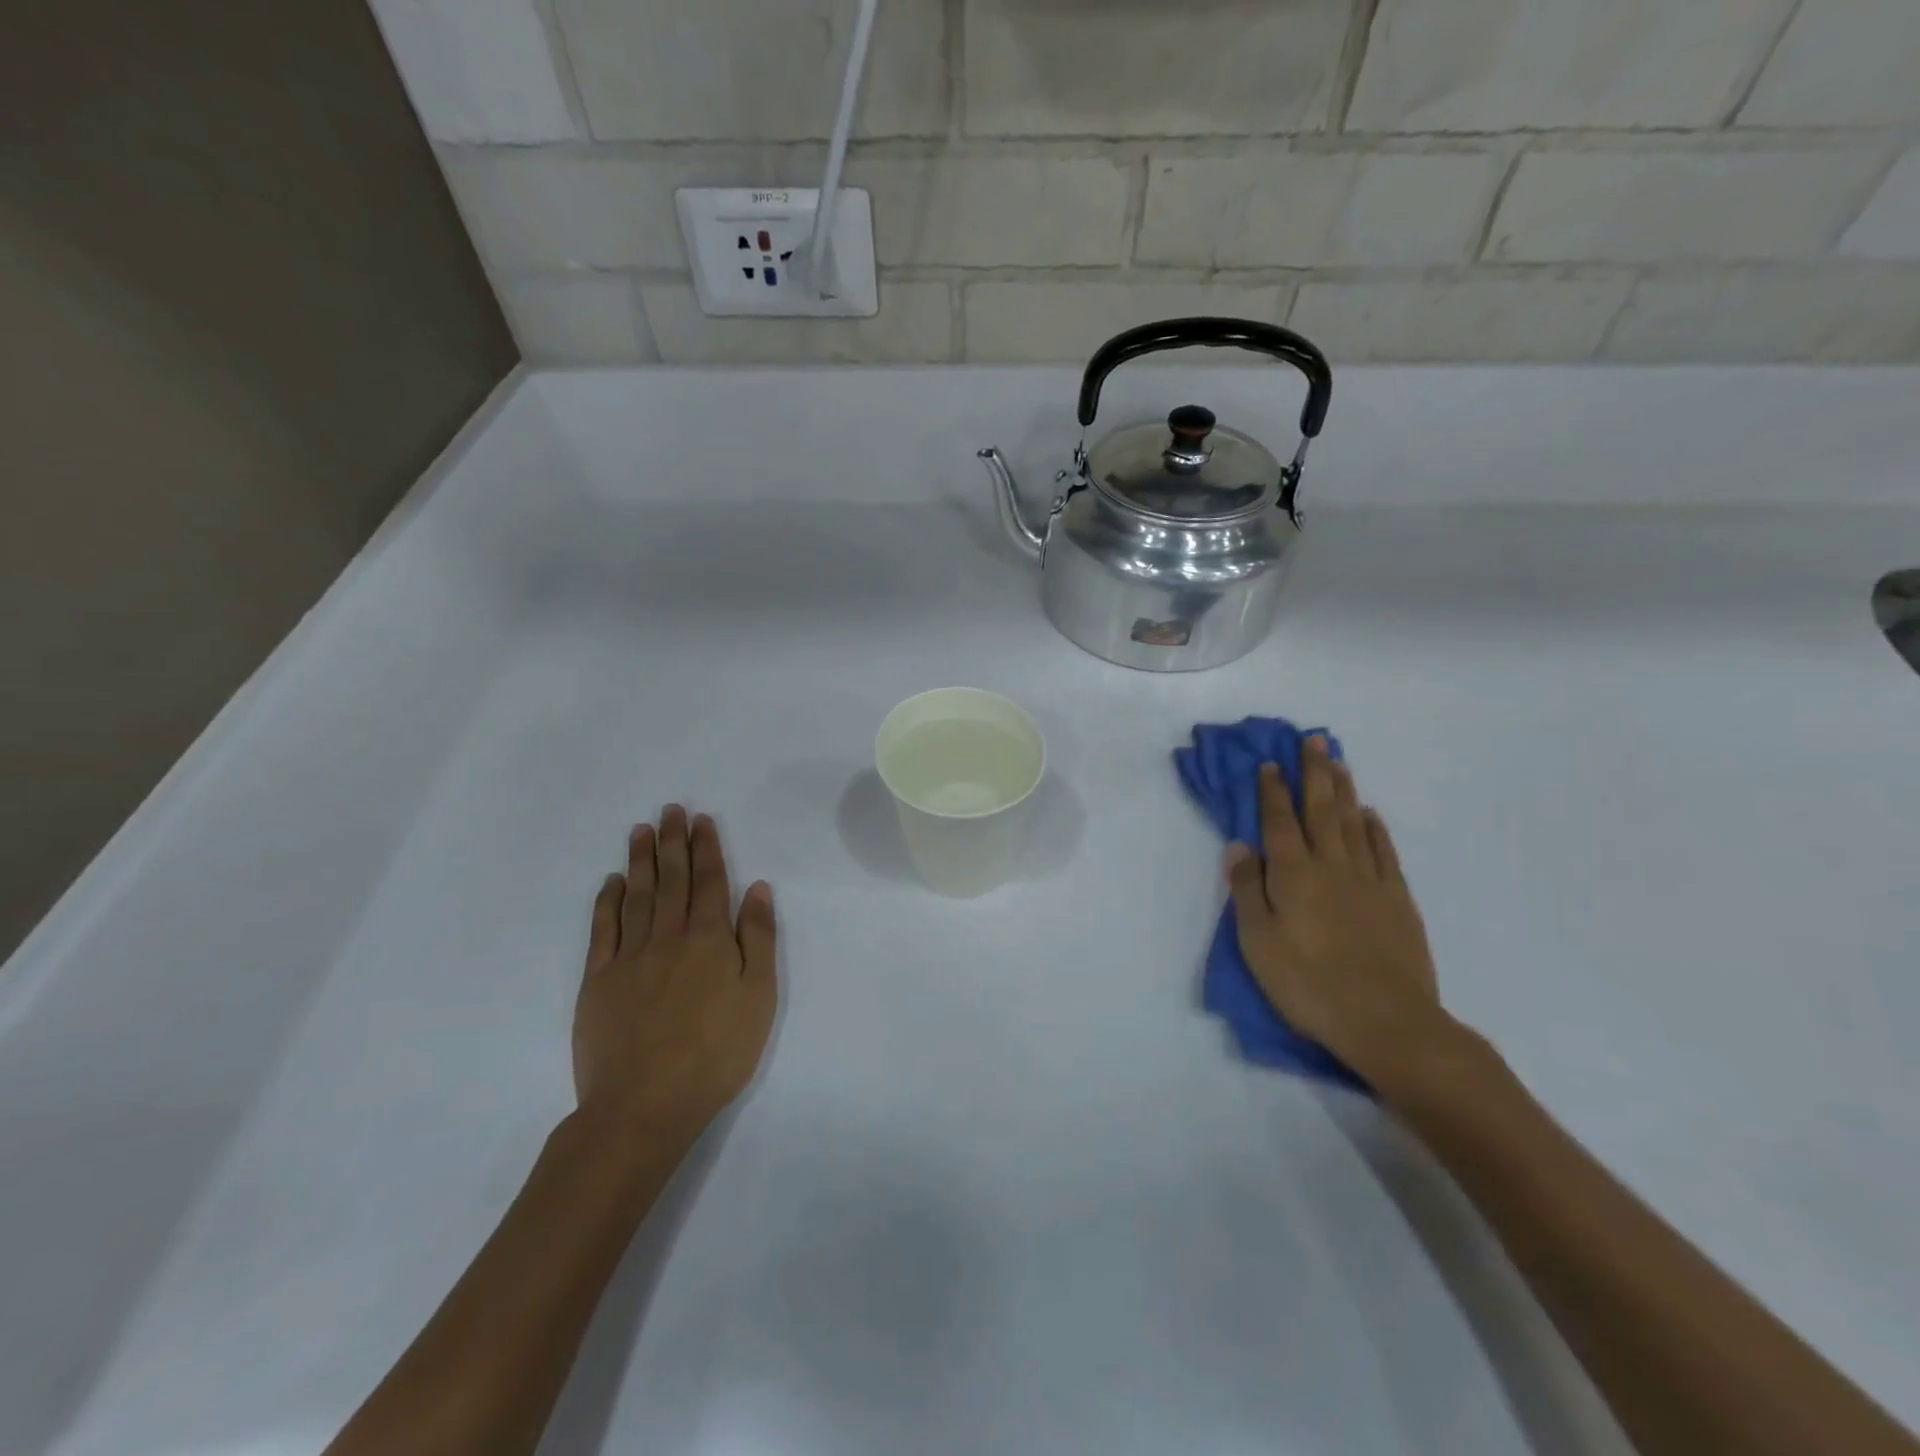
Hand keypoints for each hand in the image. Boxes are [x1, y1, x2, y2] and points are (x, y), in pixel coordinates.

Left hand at [573, 806, 776, 1157]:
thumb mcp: (759, 996)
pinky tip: (612, 882)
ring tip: (641, 830)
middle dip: (673, 841)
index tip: (702, 820)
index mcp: (709, 939)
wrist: (645, 1104)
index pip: (708, 881)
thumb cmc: (716, 1052)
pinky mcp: (598, 981)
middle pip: (671, 879)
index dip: (706, 847)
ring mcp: (628, 957)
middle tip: (671, 809)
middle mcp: (667, 936)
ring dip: (640, 860)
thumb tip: (756, 888)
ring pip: (636, 895)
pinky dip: (607, 901)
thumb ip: (758, 938)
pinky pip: (602, 929)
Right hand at [1225, 738, 1449, 1088]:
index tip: (1270, 762)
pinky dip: (1376, 829)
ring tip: (1338, 762)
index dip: (1273, 791)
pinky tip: (1370, 815)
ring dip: (1344, 790)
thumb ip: (1247, 889)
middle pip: (1321, 810)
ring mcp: (1369, 881)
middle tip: (1313, 740)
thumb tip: (1238, 846)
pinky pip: (1385, 853)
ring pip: (1354, 824)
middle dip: (1314, 773)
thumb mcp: (1257, 941)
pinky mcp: (1398, 901)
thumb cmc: (1308, 983)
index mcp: (1293, 874)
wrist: (1386, 1021)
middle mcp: (1331, 866)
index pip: (1278, 822)